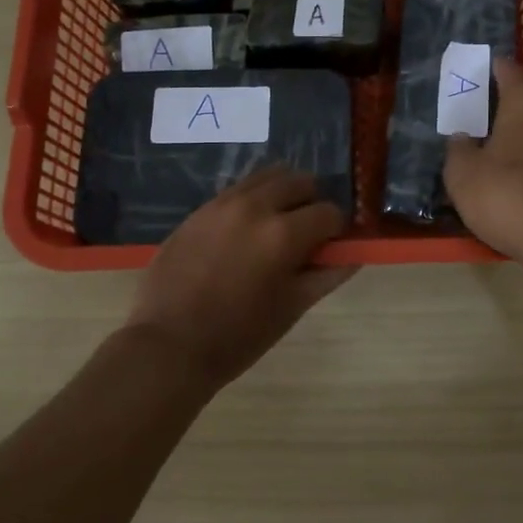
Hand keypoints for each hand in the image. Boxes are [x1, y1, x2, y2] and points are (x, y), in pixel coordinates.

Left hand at [125, 168, 355, 388]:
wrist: (168, 345)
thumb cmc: (239, 336)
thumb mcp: (291, 308)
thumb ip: (327, 275)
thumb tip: (353, 255)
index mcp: (283, 233)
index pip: (329, 212)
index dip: (336, 231)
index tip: (329, 248)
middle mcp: (255, 206)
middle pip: (300, 181)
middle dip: (311, 203)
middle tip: (305, 235)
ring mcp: (222, 204)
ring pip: (266, 177)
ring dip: (281, 195)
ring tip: (275, 228)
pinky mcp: (198, 210)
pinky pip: (236, 191)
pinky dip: (252, 202)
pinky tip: (244, 234)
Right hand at [443, 57, 522, 261]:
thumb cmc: (508, 196)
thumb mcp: (463, 174)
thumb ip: (458, 149)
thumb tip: (462, 136)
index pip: (508, 71)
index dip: (490, 69)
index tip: (475, 71)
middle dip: (503, 108)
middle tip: (476, 119)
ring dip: (520, 139)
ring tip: (492, 153)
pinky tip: (516, 181)